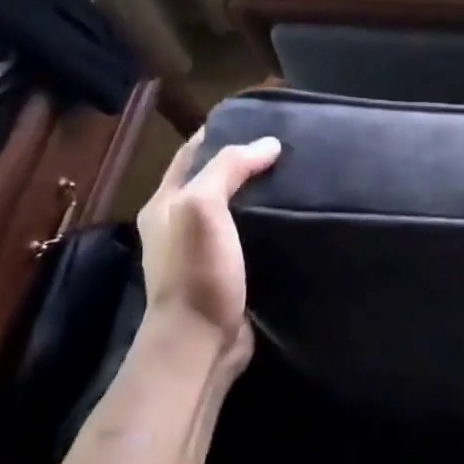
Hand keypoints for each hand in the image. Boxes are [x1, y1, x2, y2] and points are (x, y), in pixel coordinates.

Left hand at [136, 132, 280, 373]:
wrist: (200, 343)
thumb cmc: (197, 272)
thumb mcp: (203, 208)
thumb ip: (228, 169)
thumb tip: (268, 144)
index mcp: (165, 204)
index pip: (192, 154)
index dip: (221, 132)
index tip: (260, 120)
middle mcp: (179, 225)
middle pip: (214, 180)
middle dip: (245, 162)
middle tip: (288, 148)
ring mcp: (203, 252)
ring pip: (234, 209)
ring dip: (258, 194)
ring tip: (297, 178)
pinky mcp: (227, 274)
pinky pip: (248, 237)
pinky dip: (267, 224)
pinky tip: (293, 219)